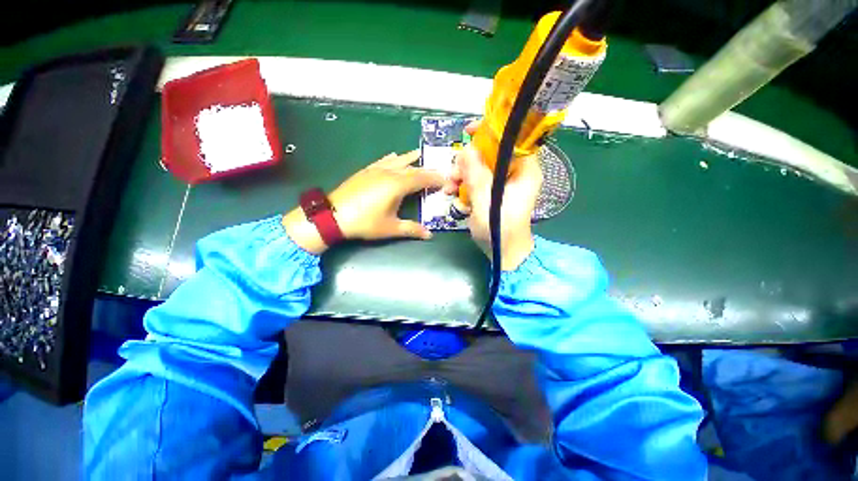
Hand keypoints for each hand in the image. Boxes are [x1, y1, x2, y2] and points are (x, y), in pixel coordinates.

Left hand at [283, 150, 443, 253]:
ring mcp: (376, 170)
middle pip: (412, 168)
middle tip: (437, 171)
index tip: (446, 180)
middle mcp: (389, 173)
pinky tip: (394, 156)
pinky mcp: (365, 171)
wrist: (333, 216)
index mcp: (397, 185)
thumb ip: (412, 229)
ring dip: (410, 158)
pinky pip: (383, 160)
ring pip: (398, 161)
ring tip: (419, 154)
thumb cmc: (365, 223)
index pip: (422, 178)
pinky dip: (393, 159)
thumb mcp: (390, 228)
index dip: (436, 179)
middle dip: (426, 169)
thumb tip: (429, 235)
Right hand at [443, 122, 541, 269]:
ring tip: (449, 189)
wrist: (503, 253)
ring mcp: (503, 183)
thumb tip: (466, 150)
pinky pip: (477, 180)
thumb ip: (476, 176)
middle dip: (468, 161)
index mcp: (524, 171)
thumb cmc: (500, 230)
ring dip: (461, 174)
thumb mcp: (486, 202)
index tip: (469, 131)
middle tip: (453, 174)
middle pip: (490, 153)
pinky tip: (454, 195)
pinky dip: (464, 184)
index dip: (491, 131)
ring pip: (480, 166)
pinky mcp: (493, 192)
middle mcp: (515, 173)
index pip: (512, 139)